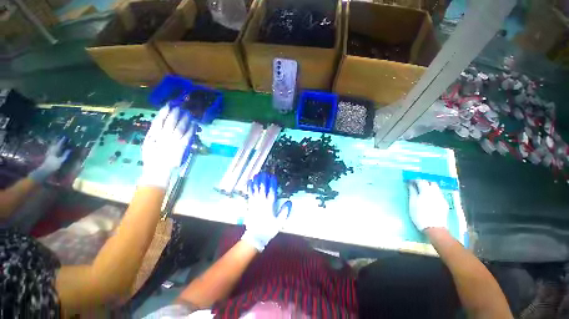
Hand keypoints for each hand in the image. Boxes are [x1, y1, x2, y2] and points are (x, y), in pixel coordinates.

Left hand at [29, 137, 70, 182]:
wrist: (44, 171)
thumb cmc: (53, 166)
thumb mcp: (61, 161)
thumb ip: (65, 155)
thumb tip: (70, 149)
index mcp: (55, 151)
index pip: (59, 144)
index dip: (62, 140)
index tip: (66, 137)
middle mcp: (51, 151)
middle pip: (55, 145)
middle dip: (58, 142)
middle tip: (61, 138)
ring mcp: (49, 154)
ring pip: (52, 147)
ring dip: (55, 145)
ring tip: (58, 143)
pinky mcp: (48, 157)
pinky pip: (51, 150)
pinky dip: (53, 148)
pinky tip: (54, 149)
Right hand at [138, 106, 194, 187]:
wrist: (158, 169)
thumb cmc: (152, 156)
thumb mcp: (148, 142)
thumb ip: (153, 132)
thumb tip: (160, 120)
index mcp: (153, 134)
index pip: (159, 120)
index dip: (164, 111)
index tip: (169, 104)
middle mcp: (163, 136)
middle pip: (171, 122)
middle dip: (175, 113)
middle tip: (180, 107)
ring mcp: (173, 141)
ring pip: (180, 127)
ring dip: (185, 119)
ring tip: (188, 113)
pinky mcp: (182, 147)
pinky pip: (188, 136)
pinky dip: (191, 129)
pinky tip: (194, 124)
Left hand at [240, 173, 291, 251]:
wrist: (255, 236)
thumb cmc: (268, 229)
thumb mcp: (279, 222)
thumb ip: (284, 212)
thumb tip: (289, 201)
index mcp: (269, 205)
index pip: (271, 191)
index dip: (272, 183)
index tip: (273, 176)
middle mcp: (261, 202)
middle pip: (263, 188)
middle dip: (264, 179)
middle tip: (264, 172)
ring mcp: (254, 203)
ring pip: (255, 189)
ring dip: (256, 181)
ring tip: (257, 174)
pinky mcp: (250, 205)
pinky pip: (249, 194)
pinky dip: (250, 187)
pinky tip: (249, 182)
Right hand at [408, 180, 448, 230]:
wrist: (434, 228)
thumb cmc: (419, 215)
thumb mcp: (412, 203)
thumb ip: (412, 192)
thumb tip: (411, 185)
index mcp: (426, 191)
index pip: (421, 181)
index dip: (415, 180)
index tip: (410, 181)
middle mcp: (435, 192)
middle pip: (431, 183)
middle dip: (425, 182)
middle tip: (417, 185)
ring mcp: (441, 198)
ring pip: (436, 188)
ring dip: (430, 188)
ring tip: (423, 192)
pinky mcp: (444, 204)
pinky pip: (439, 195)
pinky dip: (433, 194)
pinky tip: (430, 199)